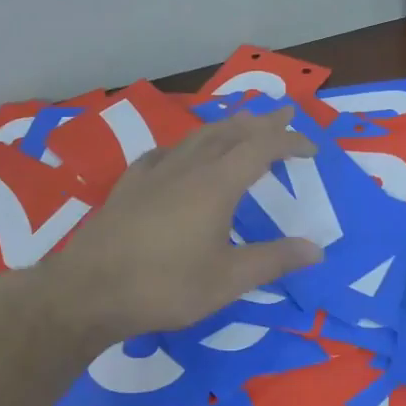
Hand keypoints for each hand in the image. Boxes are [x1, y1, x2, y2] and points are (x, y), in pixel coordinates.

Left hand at [44, 107, 324, 340]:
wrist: (88, 290)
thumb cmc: (164, 286)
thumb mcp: (227, 280)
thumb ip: (273, 261)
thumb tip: (317, 248)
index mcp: (216, 184)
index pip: (262, 148)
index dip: (290, 142)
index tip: (312, 147)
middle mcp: (187, 167)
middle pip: (230, 131)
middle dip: (261, 121)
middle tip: (284, 114)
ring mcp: (154, 172)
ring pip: (197, 136)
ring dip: (226, 127)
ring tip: (242, 125)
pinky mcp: (129, 184)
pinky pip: (166, 151)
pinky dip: (188, 145)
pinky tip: (182, 154)